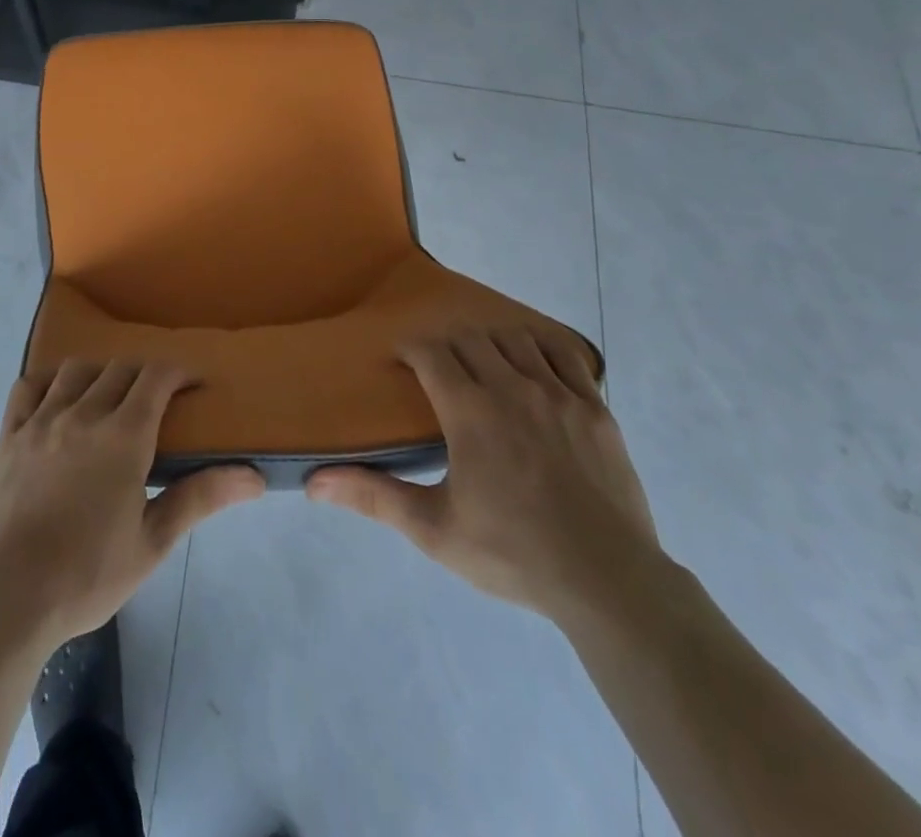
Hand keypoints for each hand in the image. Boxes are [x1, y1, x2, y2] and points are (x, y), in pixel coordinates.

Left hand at [0, 361, 264, 649]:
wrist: (5, 600)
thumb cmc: (86, 576)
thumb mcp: (152, 543)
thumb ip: (200, 498)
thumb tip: (254, 477)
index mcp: (124, 436)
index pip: (157, 377)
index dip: (180, 372)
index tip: (194, 385)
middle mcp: (83, 414)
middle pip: (120, 369)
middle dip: (145, 374)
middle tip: (158, 399)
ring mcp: (41, 421)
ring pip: (76, 371)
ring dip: (100, 373)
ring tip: (109, 397)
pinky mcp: (8, 436)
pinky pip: (27, 387)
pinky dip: (48, 381)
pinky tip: (57, 397)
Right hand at [306, 326, 662, 627]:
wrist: (606, 582)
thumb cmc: (512, 554)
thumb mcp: (433, 529)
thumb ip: (374, 496)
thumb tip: (313, 483)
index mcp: (469, 412)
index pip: (431, 353)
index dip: (411, 348)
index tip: (401, 360)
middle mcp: (511, 388)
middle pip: (470, 340)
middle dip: (447, 346)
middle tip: (438, 369)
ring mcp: (558, 394)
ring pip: (515, 339)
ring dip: (491, 342)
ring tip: (483, 365)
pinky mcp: (595, 407)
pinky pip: (565, 355)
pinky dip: (542, 348)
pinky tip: (534, 365)